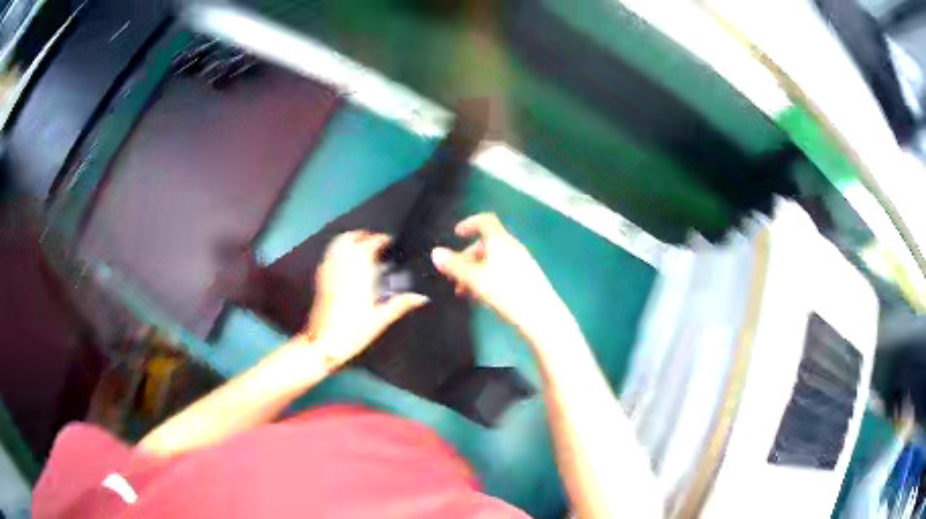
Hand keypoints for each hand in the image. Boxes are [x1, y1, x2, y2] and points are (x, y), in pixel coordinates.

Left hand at [302, 231, 428, 364]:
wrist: (323, 342)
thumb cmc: (354, 331)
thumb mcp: (381, 319)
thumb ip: (401, 304)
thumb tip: (422, 298)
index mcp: (359, 273)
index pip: (369, 244)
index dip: (380, 239)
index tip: (389, 240)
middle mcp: (342, 267)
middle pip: (349, 238)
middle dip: (362, 235)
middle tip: (374, 240)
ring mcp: (328, 271)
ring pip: (336, 244)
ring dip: (348, 239)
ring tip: (359, 245)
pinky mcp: (320, 279)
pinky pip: (328, 255)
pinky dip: (337, 250)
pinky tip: (344, 260)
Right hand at [431, 213, 573, 341]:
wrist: (541, 315)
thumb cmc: (507, 293)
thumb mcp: (476, 279)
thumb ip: (455, 265)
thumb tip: (436, 252)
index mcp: (501, 242)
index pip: (486, 221)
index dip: (469, 223)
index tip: (456, 234)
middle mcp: (513, 248)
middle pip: (486, 244)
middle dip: (467, 258)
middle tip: (455, 277)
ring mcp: (522, 263)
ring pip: (493, 261)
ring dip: (475, 272)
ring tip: (466, 293)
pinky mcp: (527, 278)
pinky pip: (502, 271)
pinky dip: (488, 279)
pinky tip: (484, 298)